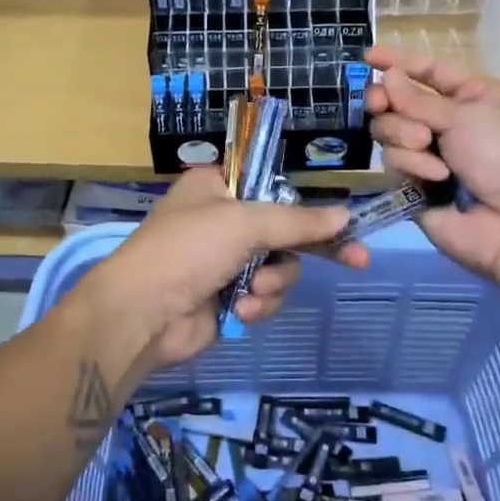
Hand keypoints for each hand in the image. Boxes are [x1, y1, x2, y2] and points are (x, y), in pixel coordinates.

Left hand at [76, 168, 369, 366]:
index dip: (308, 204)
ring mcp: (224, 261)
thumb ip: (297, 220)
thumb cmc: (188, 250)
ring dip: (273, 281)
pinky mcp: (227, 297)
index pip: (274, 187)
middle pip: (285, 230)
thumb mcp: (244, 223)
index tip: (344, 220)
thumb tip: (344, 215)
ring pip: (280, 267)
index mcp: (217, 187)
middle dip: (309, 249)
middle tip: (357, 259)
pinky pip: (264, 295)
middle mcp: (222, 220)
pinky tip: (240, 310)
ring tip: (251, 290)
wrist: (142, 314)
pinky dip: (257, 304)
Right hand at [363, 45, 499, 282]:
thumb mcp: (466, 115)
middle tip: (380, 104)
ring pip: (388, 132)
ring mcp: (428, 156)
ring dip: (404, 135)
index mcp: (470, 97)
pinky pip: (393, 163)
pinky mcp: (413, 186)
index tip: (367, 55)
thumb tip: (386, 75)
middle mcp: (447, 124)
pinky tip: (434, 178)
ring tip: (427, 146)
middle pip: (397, 101)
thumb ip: (418, 98)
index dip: (398, 61)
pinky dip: (412, 165)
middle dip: (389, 102)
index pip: (428, 71)